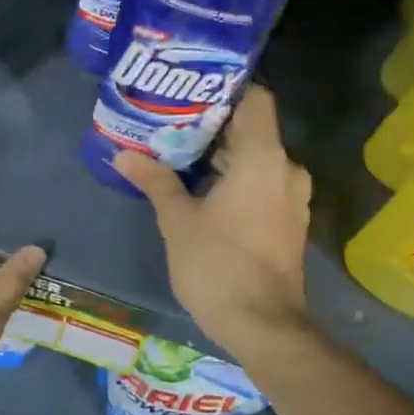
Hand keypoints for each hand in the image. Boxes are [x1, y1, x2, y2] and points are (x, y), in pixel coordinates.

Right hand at [115, 85, 311, 357]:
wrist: (263, 326)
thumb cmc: (218, 264)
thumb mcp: (178, 220)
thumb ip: (155, 180)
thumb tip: (122, 154)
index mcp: (262, 158)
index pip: (256, 98)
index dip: (226, 87)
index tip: (190, 88)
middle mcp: (285, 169)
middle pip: (252, 128)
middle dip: (212, 123)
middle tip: (169, 120)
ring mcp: (291, 197)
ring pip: (256, 157)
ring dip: (221, 153)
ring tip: (177, 151)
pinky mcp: (288, 220)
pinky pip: (261, 181)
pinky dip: (234, 176)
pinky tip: (199, 186)